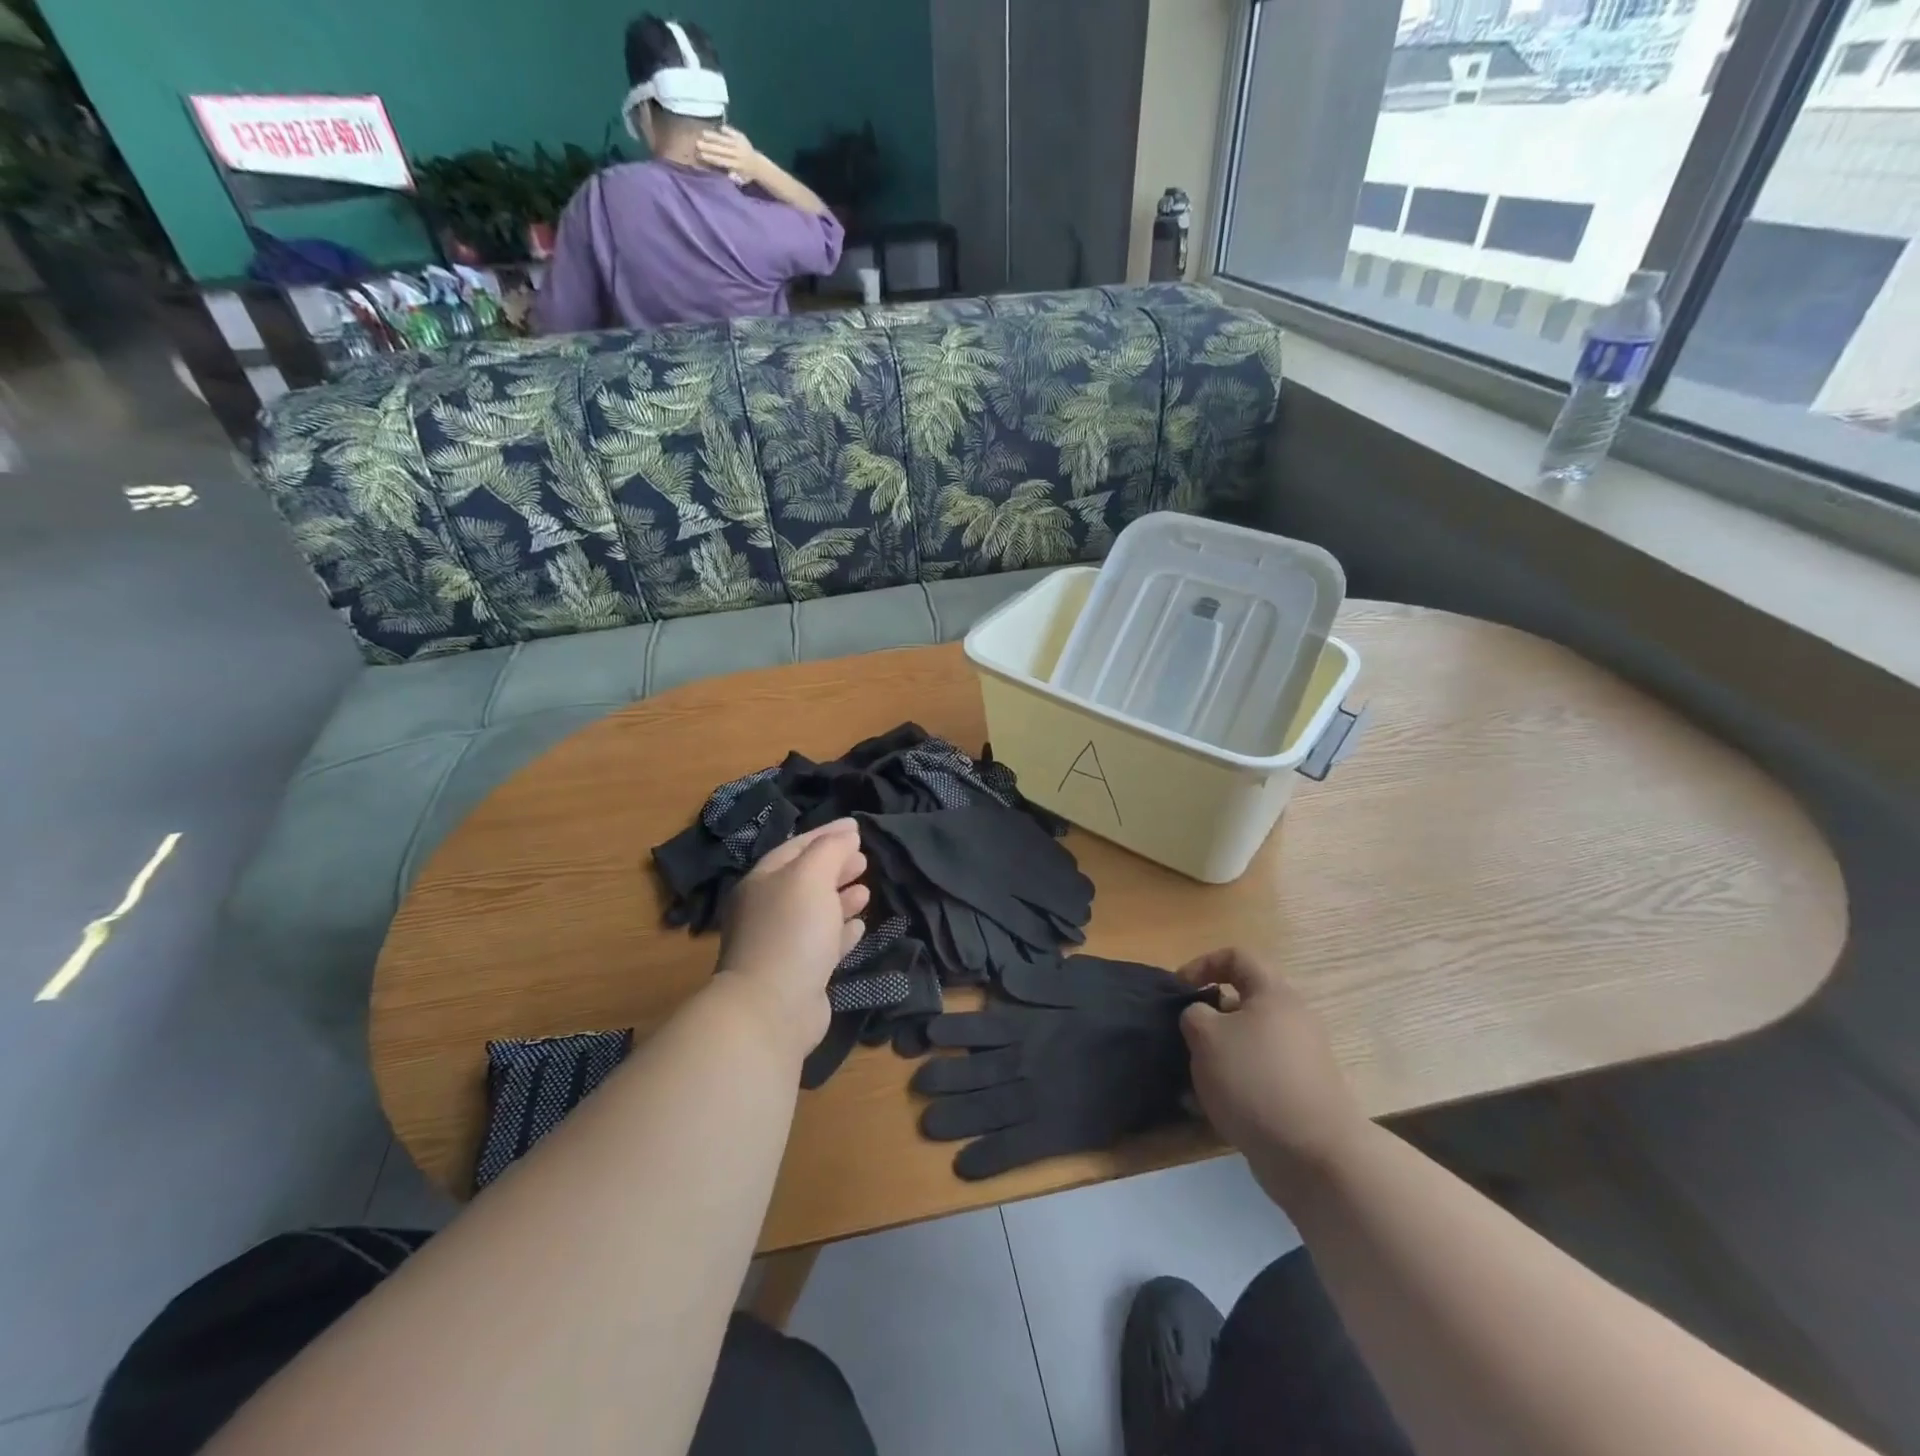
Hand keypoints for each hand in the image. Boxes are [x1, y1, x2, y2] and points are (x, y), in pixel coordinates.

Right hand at [694, 125, 760, 183]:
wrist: (758, 165)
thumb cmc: (746, 174)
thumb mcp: (740, 179)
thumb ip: (733, 176)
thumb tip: (727, 173)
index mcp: (736, 165)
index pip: (721, 160)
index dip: (711, 157)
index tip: (701, 154)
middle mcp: (737, 154)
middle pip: (721, 149)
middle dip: (709, 146)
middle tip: (697, 143)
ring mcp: (739, 145)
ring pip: (724, 140)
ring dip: (713, 136)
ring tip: (703, 133)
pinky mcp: (741, 138)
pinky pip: (732, 132)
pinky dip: (726, 130)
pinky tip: (719, 128)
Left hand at [715, 819, 867, 1055]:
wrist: (772, 1008)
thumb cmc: (791, 931)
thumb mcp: (811, 876)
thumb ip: (830, 850)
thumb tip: (847, 834)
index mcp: (762, 881)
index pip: (797, 847)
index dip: (828, 834)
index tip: (857, 827)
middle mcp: (767, 909)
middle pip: (805, 879)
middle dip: (835, 866)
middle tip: (864, 859)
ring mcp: (780, 943)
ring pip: (815, 911)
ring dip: (841, 898)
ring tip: (866, 890)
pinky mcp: (797, 973)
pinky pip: (822, 943)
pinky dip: (841, 931)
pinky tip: (860, 926)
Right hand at [1179, 949, 1368, 1190]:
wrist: (1315, 1156)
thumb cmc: (1255, 1080)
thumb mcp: (1205, 1035)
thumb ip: (1193, 1013)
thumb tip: (1201, 1017)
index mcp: (1274, 994)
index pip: (1237, 956)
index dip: (1202, 964)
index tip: (1179, 990)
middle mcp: (1292, 1019)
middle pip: (1241, 1002)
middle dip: (1207, 1018)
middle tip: (1184, 1037)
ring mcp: (1299, 1059)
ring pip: (1246, 1043)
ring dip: (1215, 1056)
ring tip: (1189, 1080)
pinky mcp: (1299, 1094)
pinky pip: (1256, 1077)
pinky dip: (1232, 1085)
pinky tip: (1207, 1109)